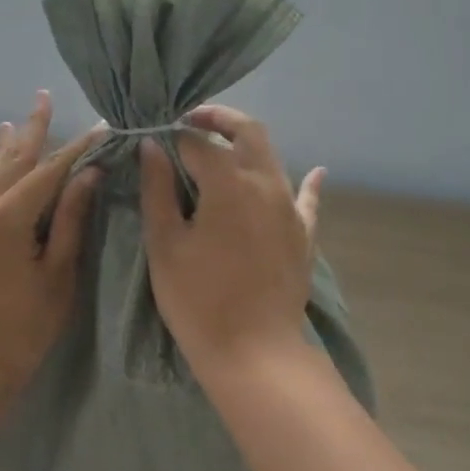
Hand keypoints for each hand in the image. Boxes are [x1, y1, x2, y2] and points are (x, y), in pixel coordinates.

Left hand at [0, 90, 103, 395]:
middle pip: (13, 161)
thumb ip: (70, 220)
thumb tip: (88, 175)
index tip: (101, 127)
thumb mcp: (58, 273)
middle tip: (43, 97)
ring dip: (6, 150)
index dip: (77, 147)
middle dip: (32, 129)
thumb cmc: (23, 325)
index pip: (49, 170)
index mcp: (8, 216)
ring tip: (11, 123)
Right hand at [139, 104, 323, 376]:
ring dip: (247, 145)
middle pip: (247, 132)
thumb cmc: (198, 300)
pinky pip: (307, 198)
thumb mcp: (165, 244)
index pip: (197, 143)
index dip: (172, 137)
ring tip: (222, 148)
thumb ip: (157, 189)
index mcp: (228, 181)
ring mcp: (290, 207)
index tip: (154, 141)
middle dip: (219, 119)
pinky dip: (308, 182)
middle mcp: (265, 182)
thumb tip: (152, 146)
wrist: (254, 351)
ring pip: (272, 158)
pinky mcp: (304, 233)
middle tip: (191, 121)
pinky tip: (317, 172)